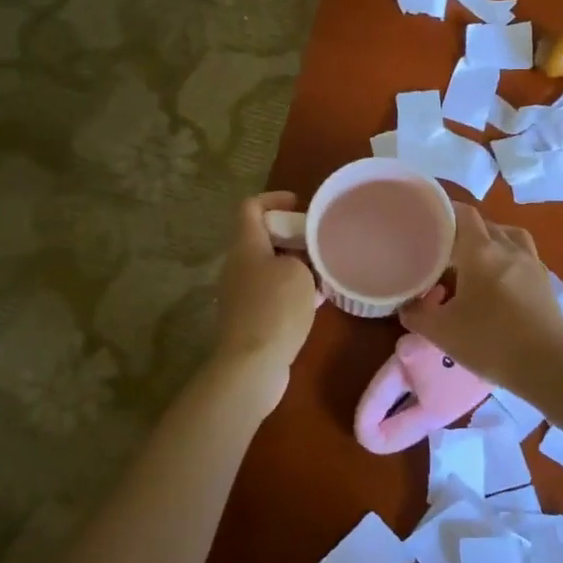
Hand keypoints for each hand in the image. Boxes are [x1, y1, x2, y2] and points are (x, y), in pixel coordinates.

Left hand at [211, 192, 318, 383]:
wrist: (252, 364)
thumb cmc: (275, 308)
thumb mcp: (298, 272)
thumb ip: (301, 257)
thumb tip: (299, 260)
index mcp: (245, 246)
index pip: (251, 207)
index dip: (274, 198)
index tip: (300, 203)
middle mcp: (238, 265)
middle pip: (262, 237)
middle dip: (291, 234)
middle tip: (320, 239)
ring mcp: (242, 293)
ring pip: (270, 266)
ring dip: (295, 264)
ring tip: (324, 268)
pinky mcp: (250, 317)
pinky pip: (273, 292)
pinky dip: (293, 289)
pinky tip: (316, 298)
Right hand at [400, 204, 562, 392]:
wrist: (548, 367)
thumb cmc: (490, 343)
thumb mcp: (441, 332)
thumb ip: (417, 314)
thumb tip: (406, 305)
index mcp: (481, 252)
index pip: (464, 214)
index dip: (446, 211)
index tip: (430, 220)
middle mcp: (509, 248)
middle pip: (485, 224)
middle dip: (465, 231)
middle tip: (445, 249)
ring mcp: (532, 263)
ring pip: (509, 236)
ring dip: (491, 240)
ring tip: (475, 259)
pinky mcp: (546, 281)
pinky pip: (524, 255)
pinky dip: (509, 258)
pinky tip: (499, 280)